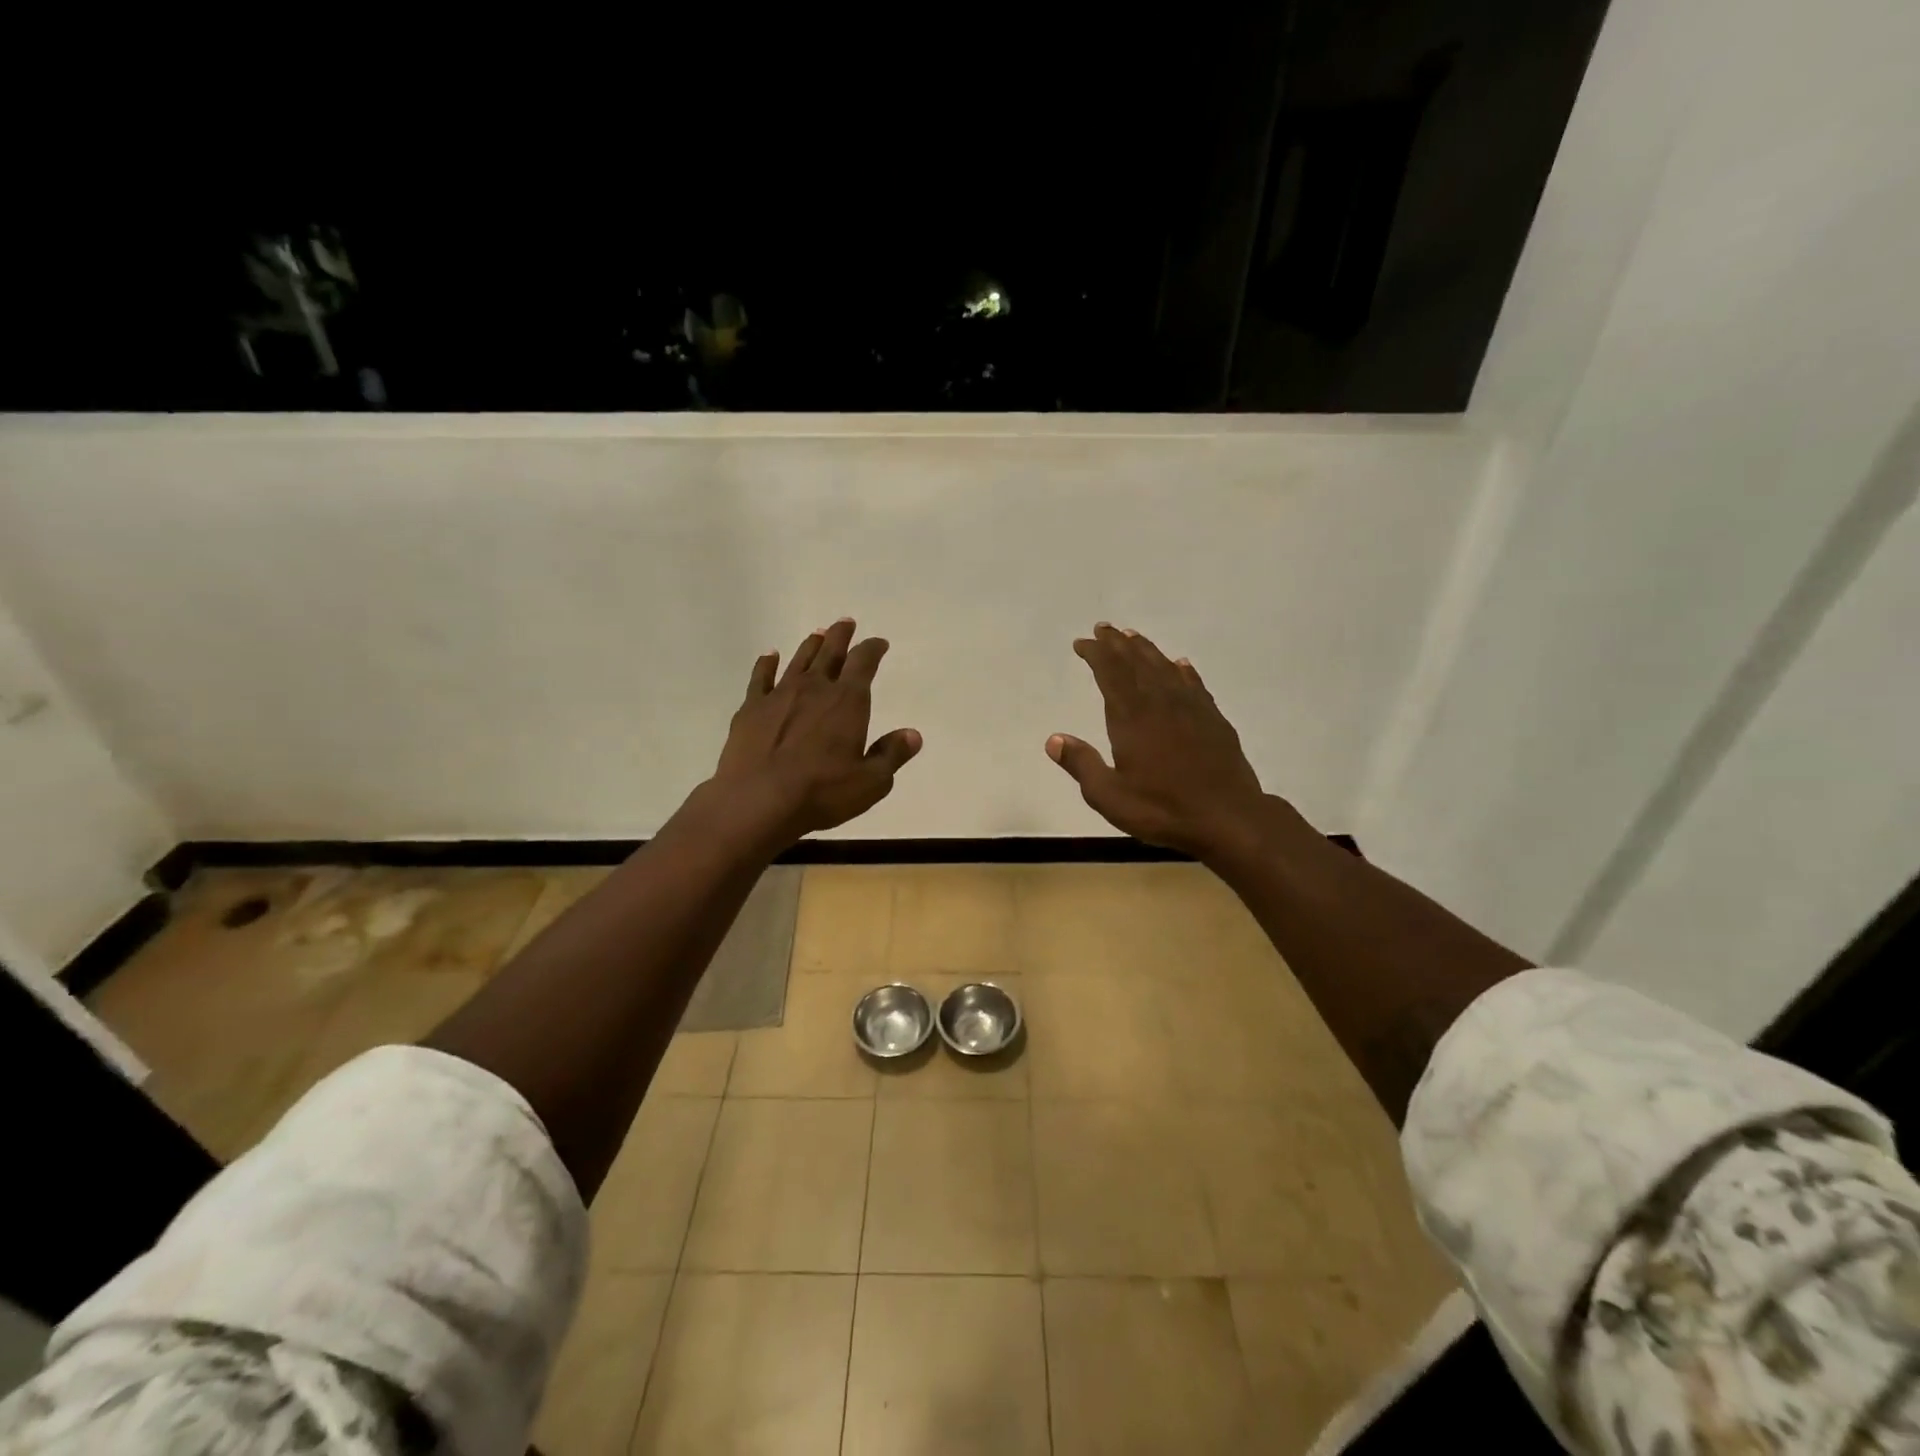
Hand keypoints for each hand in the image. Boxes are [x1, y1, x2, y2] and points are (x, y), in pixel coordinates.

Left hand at [713, 618, 922, 840]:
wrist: (758, 800)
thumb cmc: (822, 792)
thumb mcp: (871, 782)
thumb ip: (892, 755)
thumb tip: (913, 735)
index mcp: (848, 701)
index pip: (864, 663)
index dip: (873, 649)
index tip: (879, 643)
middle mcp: (815, 688)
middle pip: (830, 652)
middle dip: (841, 636)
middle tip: (846, 622)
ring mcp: (779, 695)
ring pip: (798, 660)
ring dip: (810, 645)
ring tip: (817, 634)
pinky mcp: (751, 708)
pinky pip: (760, 677)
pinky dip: (766, 664)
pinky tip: (769, 656)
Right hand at [1048, 623, 1268, 858]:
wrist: (1228, 818)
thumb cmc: (1162, 809)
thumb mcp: (1110, 796)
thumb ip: (1082, 764)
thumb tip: (1054, 739)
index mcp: (1132, 717)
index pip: (1110, 673)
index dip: (1096, 654)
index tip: (1083, 642)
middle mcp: (1160, 702)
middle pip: (1136, 662)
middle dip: (1117, 644)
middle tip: (1103, 628)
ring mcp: (1191, 708)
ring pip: (1165, 667)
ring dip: (1146, 650)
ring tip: (1132, 637)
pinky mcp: (1213, 719)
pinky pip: (1194, 684)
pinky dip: (1183, 671)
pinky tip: (1180, 665)